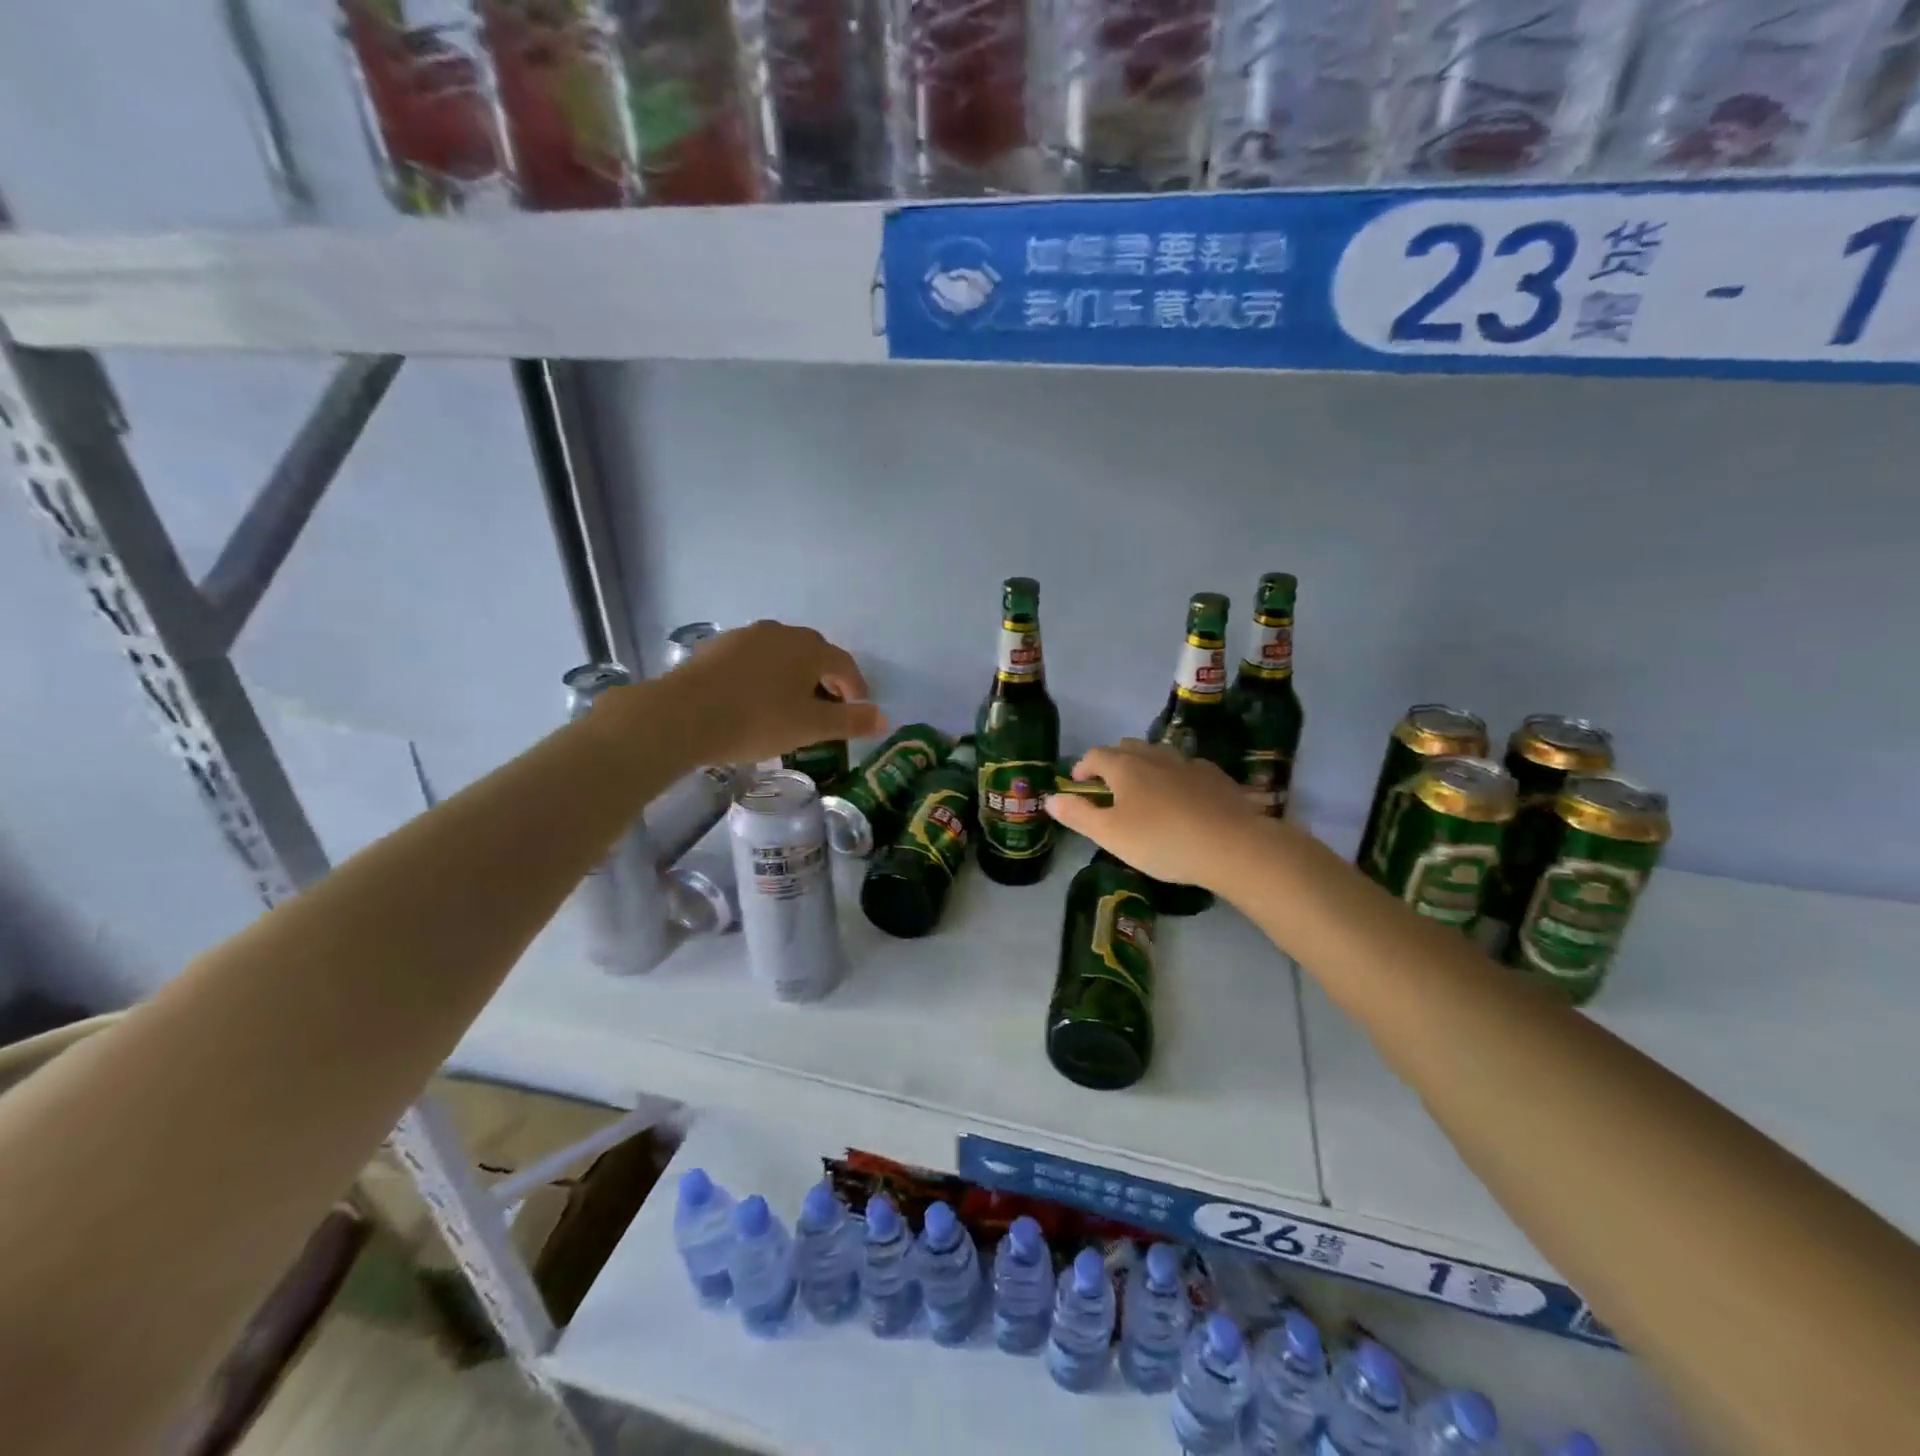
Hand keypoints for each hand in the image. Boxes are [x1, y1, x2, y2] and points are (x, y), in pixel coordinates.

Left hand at [647, 621, 886, 766]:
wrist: (682, 715)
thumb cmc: (756, 720)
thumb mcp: (810, 727)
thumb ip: (850, 722)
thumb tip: (884, 718)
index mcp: (809, 648)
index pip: (844, 663)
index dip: (855, 687)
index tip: (857, 709)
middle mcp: (780, 632)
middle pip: (813, 653)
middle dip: (825, 678)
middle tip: (827, 707)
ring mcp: (745, 636)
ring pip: (781, 654)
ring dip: (793, 675)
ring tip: (791, 703)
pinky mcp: (716, 648)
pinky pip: (753, 659)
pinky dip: (764, 675)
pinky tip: (755, 698)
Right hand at [1045, 739, 1260, 889]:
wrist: (1233, 846)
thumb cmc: (1162, 840)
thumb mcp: (1111, 835)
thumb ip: (1078, 815)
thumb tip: (1050, 799)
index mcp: (1125, 766)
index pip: (1095, 755)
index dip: (1082, 767)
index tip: (1078, 784)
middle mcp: (1156, 756)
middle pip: (1127, 747)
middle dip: (1113, 762)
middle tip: (1108, 788)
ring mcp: (1189, 764)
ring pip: (1159, 755)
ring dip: (1145, 767)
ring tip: (1145, 793)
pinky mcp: (1217, 778)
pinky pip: (1187, 769)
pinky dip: (1176, 778)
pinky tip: (1183, 800)